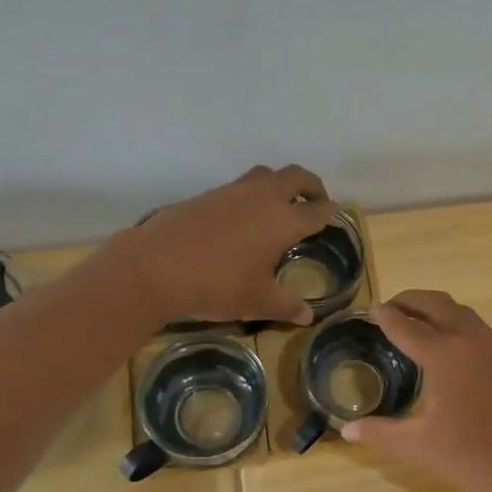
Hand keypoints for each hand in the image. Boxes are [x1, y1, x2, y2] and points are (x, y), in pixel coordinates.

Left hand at [119, 165, 336, 325]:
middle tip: (314, 202)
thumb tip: (308, 316)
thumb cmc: (217, 285)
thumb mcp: (257, 301)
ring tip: (278, 206)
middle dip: (311, 186)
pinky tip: (241, 219)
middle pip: (296, 176)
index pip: (317, 210)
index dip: (330, 212)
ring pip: (265, 174)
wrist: (156, 267)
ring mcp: (232, 191)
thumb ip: (287, 306)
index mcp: (283, 221)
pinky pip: (239, 186)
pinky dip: (250, 195)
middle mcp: (262, 197)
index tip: (335, 214)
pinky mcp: (207, 195)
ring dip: (279, 184)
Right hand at [340, 290, 491, 491]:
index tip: (370, 309)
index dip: (385, 316)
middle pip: (437, 304)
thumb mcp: (422, 446)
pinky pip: (479, 328)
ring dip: (436, 309)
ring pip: (462, 313)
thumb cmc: (478, 456)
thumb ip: (382, 433)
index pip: (407, 326)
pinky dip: (457, 324)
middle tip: (390, 308)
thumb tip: (347, 430)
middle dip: (411, 300)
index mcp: (445, 354)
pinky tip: (451, 348)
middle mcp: (471, 340)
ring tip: (417, 322)